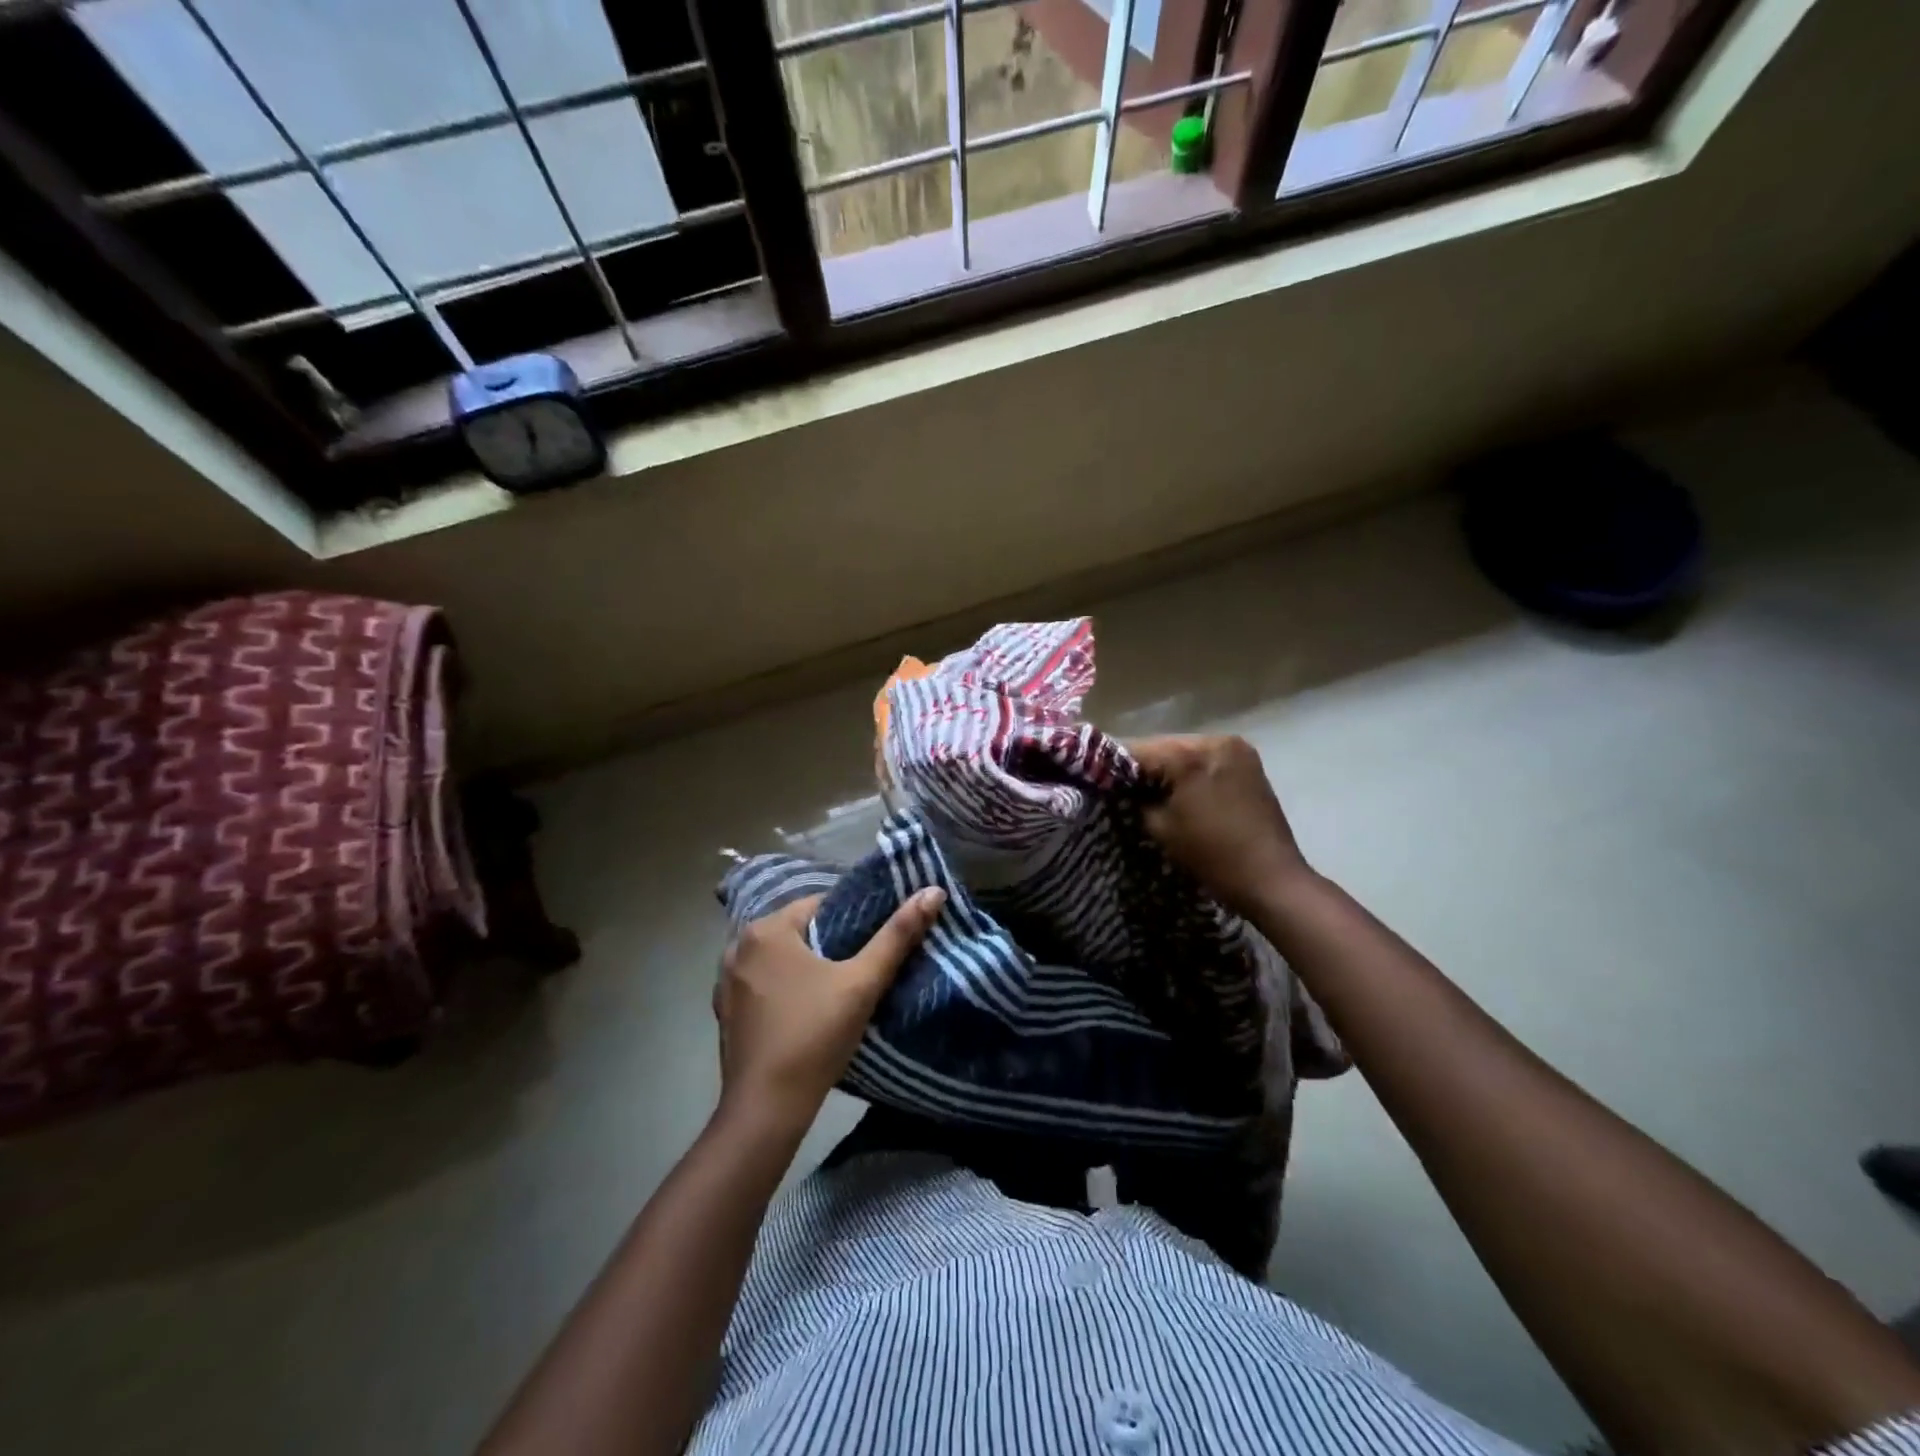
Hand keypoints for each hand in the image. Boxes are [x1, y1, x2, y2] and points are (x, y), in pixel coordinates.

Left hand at [714, 888, 944, 1131]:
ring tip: (841, 989)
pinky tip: (807, 1012)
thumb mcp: (862, 983)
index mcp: (766, 929)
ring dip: (806, 968)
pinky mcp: (725, 1012)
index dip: (853, 919)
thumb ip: (897, 935)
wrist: (766, 1109)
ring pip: (780, 960)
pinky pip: (764, 985)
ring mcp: (726, 981)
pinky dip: (785, 990)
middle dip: (830, 944)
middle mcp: (738, 946)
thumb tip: (933, 891)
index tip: (876, 941)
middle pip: (798, 932)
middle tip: (864, 966)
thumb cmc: (815, 1035)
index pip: (820, 905)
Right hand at [1130, 734, 1310, 918]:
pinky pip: (1207, 758)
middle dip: (1143, 765)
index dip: (1113, 765)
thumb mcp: (1160, 827)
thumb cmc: (1211, 855)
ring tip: (1152, 789)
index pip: (1137, 750)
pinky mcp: (1249, 761)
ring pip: (1185, 750)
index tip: (1097, 778)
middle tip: (1122, 785)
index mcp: (1189, 754)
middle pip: (1163, 746)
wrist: (1271, 878)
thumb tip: (1123, 787)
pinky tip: (1182, 788)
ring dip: (1168, 766)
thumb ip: (1136, 799)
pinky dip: (1191, 769)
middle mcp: (1214, 740)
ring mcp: (1236, 748)